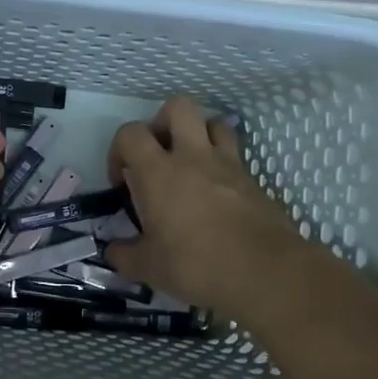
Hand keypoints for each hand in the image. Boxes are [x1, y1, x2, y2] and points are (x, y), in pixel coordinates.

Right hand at [104, 97, 308, 314]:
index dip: (119, 150)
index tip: (122, 181)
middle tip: (158, 155)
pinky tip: (216, 193)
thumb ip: (125, 255)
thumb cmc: (196, 264)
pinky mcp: (252, 179)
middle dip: (162, 122)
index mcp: (158, 172)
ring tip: (190, 166)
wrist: (264, 271)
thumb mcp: (149, 268)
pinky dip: (221, 163)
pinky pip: (234, 155)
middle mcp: (192, 156)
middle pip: (177, 107)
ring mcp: (227, 163)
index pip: (130, 133)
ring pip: (213, 122)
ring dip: (198, 135)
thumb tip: (114, 252)